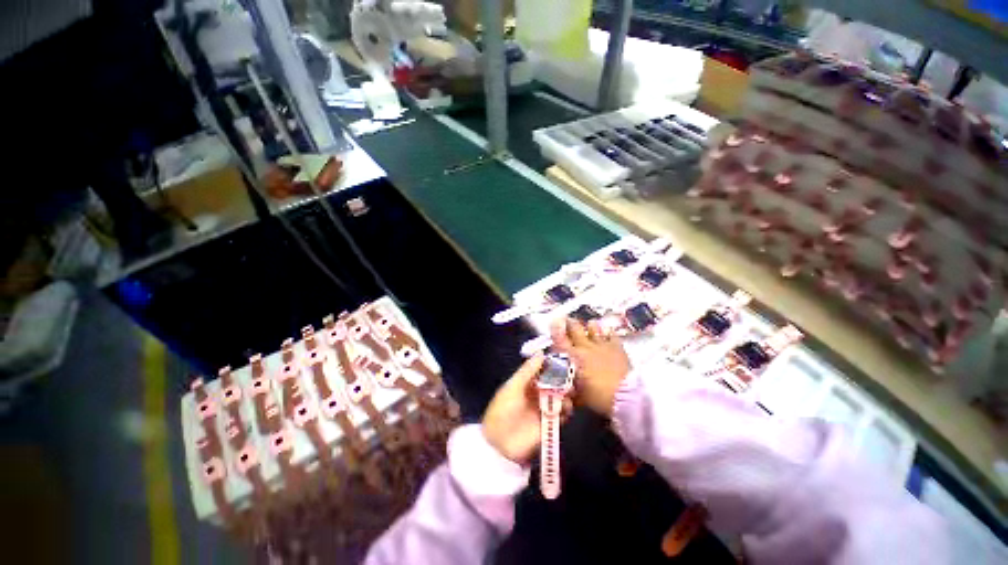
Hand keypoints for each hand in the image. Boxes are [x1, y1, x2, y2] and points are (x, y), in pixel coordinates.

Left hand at [482, 353, 572, 464]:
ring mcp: (544, 408)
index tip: (566, 359)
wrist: (499, 444)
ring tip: (569, 394)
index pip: (543, 369)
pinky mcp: (549, 424)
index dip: (554, 365)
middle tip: (572, 378)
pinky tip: (566, 409)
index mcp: (526, 382)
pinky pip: (562, 415)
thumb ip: (527, 370)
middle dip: (563, 380)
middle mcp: (537, 393)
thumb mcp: (512, 387)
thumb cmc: (503, 410)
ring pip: (560, 397)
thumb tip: (542, 353)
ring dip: (566, 395)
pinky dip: (566, 411)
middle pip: (554, 383)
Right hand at [550, 318, 631, 415]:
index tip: (554, 322)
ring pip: (593, 327)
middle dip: (570, 323)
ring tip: (589, 325)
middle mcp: (584, 346)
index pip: (560, 338)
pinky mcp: (617, 346)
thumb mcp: (578, 396)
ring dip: (589, 326)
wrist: (625, 396)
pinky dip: (607, 332)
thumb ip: (570, 390)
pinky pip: (611, 334)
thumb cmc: (597, 397)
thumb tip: (564, 391)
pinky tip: (607, 332)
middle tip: (568, 321)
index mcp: (572, 357)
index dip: (555, 328)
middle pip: (575, 328)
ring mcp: (601, 344)